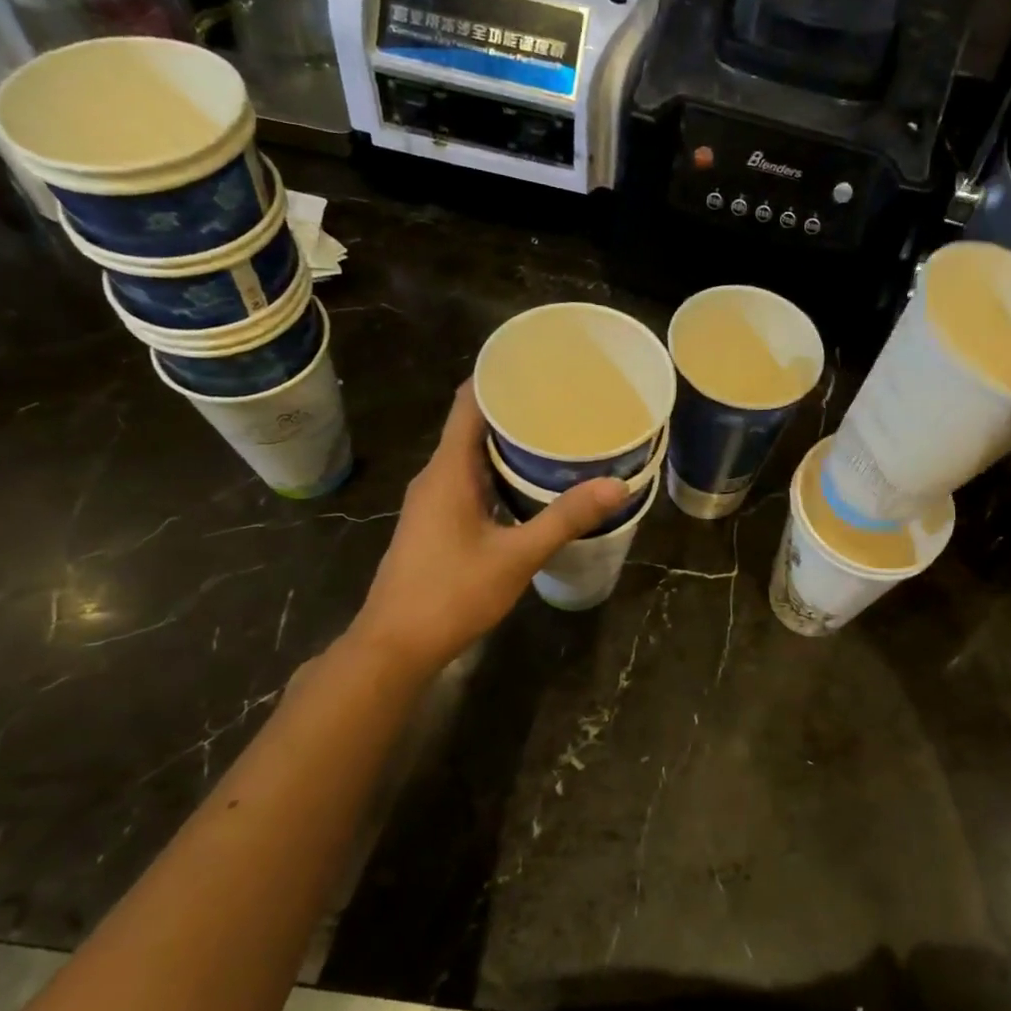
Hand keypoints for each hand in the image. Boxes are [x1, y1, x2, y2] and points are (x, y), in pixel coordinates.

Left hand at [350, 383, 627, 673]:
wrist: (394, 646)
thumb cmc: (451, 594)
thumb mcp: (516, 557)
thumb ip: (565, 519)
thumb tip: (616, 485)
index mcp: (448, 471)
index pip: (469, 403)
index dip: (498, 376)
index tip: (539, 363)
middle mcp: (436, 477)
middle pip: (473, 425)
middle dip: (515, 410)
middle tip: (564, 402)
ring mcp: (432, 502)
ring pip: (472, 457)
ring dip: (508, 445)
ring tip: (556, 436)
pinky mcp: (435, 524)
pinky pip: (469, 481)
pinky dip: (499, 473)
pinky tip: (530, 486)